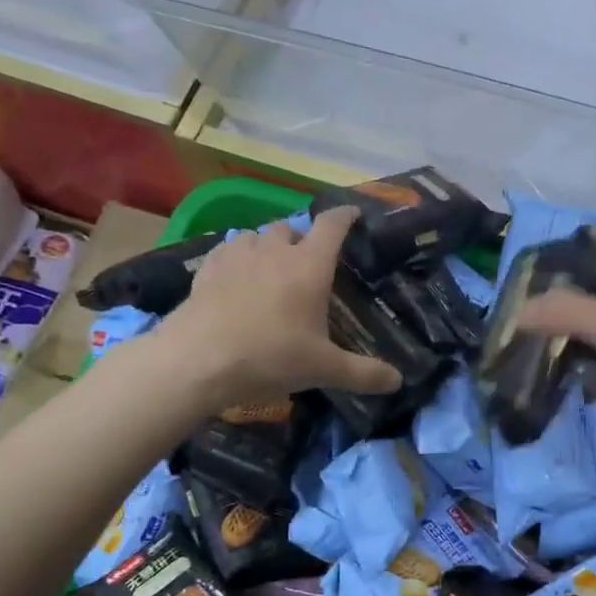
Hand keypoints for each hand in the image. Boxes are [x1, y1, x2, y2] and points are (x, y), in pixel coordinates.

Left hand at [160, 208, 402, 404]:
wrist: (197, 360)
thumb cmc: (270, 357)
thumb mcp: (323, 370)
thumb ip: (363, 373)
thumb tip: (398, 381)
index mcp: (309, 266)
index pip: (332, 225)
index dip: (345, 216)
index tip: (354, 214)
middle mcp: (274, 252)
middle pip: (291, 227)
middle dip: (302, 237)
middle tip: (308, 261)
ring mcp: (236, 256)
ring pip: (256, 235)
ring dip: (267, 245)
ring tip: (270, 266)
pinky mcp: (206, 269)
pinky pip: (226, 250)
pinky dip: (236, 256)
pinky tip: (235, 275)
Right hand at [515, 226, 595, 458]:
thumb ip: (567, 313)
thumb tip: (516, 312)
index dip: (573, 240)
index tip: (532, 260)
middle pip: (594, 284)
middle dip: (558, 293)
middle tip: (515, 308)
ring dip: (567, 333)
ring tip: (523, 343)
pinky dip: (584, 366)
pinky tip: (555, 376)